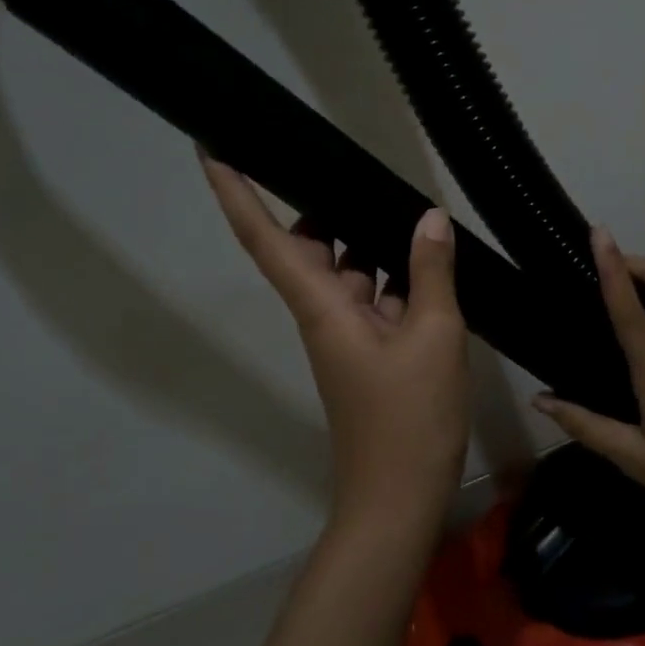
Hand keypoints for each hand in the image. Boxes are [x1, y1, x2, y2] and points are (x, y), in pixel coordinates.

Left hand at [199, 153, 469, 532]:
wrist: (400, 498)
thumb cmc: (409, 419)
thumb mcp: (433, 338)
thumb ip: (431, 273)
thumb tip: (429, 218)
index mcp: (320, 307)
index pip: (264, 237)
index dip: (234, 191)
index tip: (210, 148)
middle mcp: (323, 314)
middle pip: (306, 247)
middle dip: (319, 206)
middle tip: (346, 163)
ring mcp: (347, 335)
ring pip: (346, 271)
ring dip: (364, 239)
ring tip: (399, 202)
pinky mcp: (370, 352)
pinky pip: (374, 298)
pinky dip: (394, 276)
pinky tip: (427, 258)